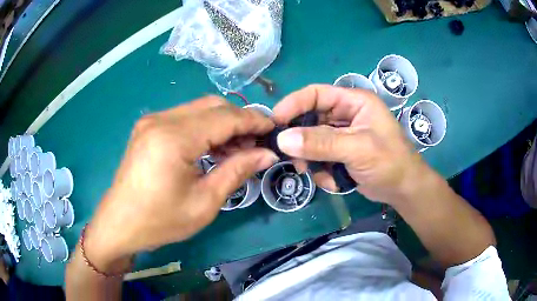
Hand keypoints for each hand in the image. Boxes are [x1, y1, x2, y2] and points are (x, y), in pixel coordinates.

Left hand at [84, 96, 277, 271]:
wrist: (120, 224)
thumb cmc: (161, 221)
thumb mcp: (204, 203)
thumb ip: (237, 171)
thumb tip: (267, 154)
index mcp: (174, 138)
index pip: (225, 117)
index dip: (253, 121)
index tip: (274, 129)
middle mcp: (162, 119)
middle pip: (213, 106)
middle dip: (240, 120)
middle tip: (256, 143)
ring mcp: (152, 120)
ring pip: (199, 109)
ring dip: (223, 123)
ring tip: (238, 148)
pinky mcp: (148, 127)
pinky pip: (185, 118)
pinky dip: (205, 128)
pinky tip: (213, 147)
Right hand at [273, 84, 428, 203]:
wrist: (403, 190)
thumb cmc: (389, 162)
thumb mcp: (357, 149)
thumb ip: (321, 143)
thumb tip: (282, 139)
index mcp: (353, 101)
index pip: (315, 94)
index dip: (293, 105)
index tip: (274, 123)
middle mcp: (346, 115)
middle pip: (310, 119)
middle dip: (300, 140)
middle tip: (293, 159)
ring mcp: (342, 135)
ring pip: (311, 141)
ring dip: (311, 159)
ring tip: (318, 174)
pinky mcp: (340, 153)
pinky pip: (319, 157)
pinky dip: (321, 171)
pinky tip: (335, 181)